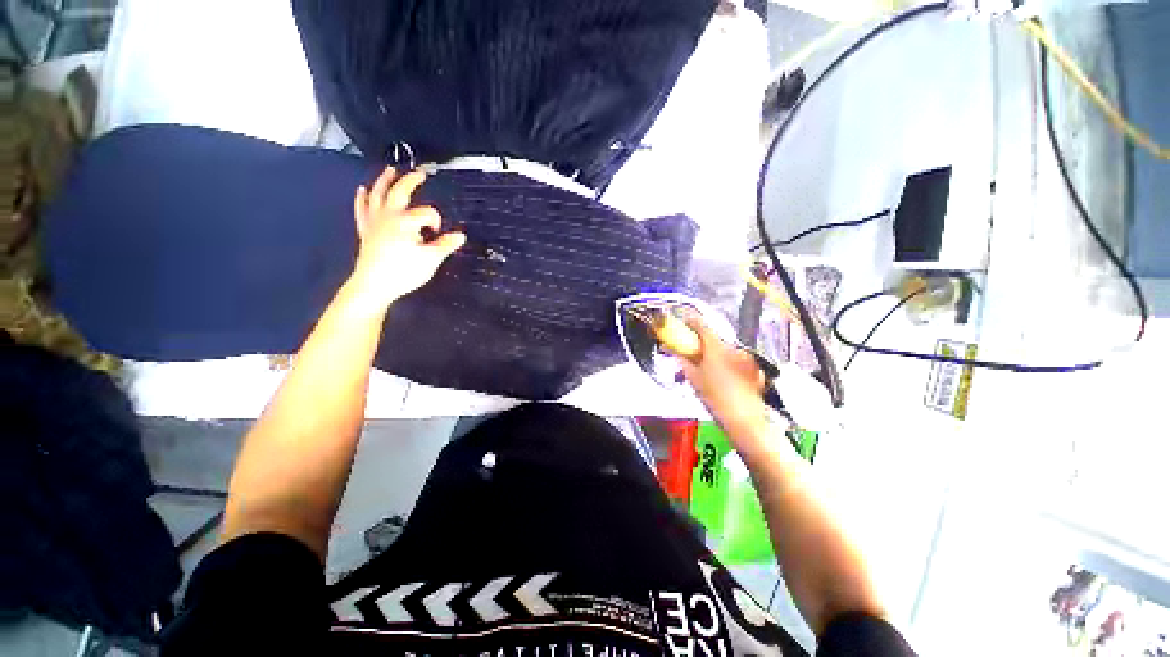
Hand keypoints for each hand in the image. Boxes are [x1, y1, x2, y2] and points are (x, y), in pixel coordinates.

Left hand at [349, 167, 465, 307]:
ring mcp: (374, 221)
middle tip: (420, 174)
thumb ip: (446, 245)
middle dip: (411, 181)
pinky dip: (362, 199)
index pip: (428, 213)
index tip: (438, 234)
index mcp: (406, 221)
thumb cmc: (404, 272)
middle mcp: (389, 216)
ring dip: (384, 181)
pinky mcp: (366, 230)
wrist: (373, 285)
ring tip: (390, 170)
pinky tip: (362, 190)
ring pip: (378, 195)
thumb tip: (461, 236)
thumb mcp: (431, 259)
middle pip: (399, 192)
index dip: (436, 221)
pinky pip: (362, 210)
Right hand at [673, 314, 771, 436]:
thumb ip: (682, 361)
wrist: (744, 419)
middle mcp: (733, 348)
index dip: (692, 322)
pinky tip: (725, 379)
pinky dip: (729, 365)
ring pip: (726, 351)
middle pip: (714, 339)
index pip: (702, 326)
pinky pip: (738, 361)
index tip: (685, 323)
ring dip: (716, 355)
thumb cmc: (715, 398)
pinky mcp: (755, 368)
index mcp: (716, 348)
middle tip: (693, 354)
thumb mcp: (693, 378)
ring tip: (709, 371)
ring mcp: (746, 358)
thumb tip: (673, 351)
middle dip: (702, 344)